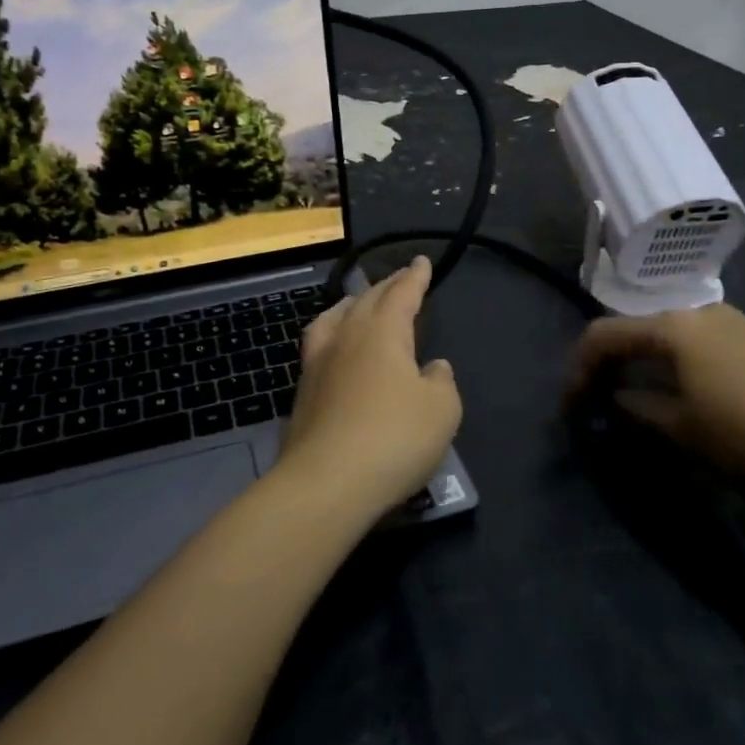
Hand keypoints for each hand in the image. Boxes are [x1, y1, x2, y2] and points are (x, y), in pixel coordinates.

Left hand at [275, 256, 462, 515]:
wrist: (326, 483)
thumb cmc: (394, 438)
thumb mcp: (442, 410)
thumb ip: (441, 381)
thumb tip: (432, 367)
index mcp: (383, 332)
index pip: (402, 294)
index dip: (414, 277)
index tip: (421, 262)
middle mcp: (347, 337)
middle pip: (366, 300)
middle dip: (386, 287)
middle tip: (399, 280)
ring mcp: (318, 364)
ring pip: (333, 319)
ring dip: (350, 305)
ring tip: (357, 303)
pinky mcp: (302, 393)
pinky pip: (318, 346)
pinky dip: (332, 335)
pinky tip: (335, 351)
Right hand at [566, 303, 744, 485]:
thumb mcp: (682, 428)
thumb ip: (639, 409)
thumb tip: (618, 398)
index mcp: (672, 327)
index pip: (605, 335)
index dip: (579, 368)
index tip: (571, 405)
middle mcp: (697, 312)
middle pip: (635, 328)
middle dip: (609, 362)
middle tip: (597, 399)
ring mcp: (730, 321)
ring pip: (667, 334)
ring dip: (642, 361)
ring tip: (636, 396)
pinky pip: (695, 341)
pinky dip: (673, 361)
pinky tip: (681, 390)